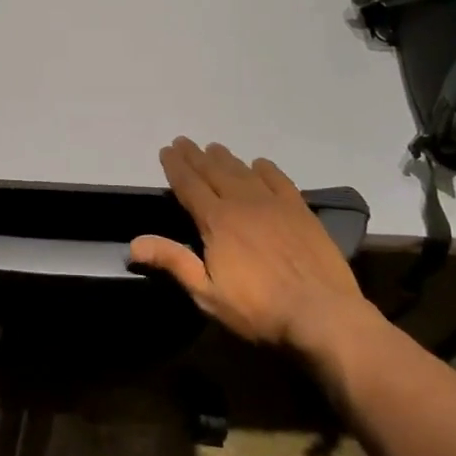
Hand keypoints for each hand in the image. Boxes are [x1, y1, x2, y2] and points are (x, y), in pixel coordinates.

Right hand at [131, 138, 377, 357]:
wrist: (322, 314)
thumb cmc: (258, 309)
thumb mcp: (207, 293)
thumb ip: (173, 262)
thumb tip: (133, 243)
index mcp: (217, 221)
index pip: (189, 185)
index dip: (176, 166)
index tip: (166, 150)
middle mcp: (243, 203)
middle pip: (214, 172)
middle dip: (196, 156)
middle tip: (184, 141)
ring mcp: (274, 205)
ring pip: (244, 172)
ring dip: (226, 159)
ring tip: (214, 148)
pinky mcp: (301, 212)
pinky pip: (280, 181)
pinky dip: (266, 169)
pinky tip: (260, 164)